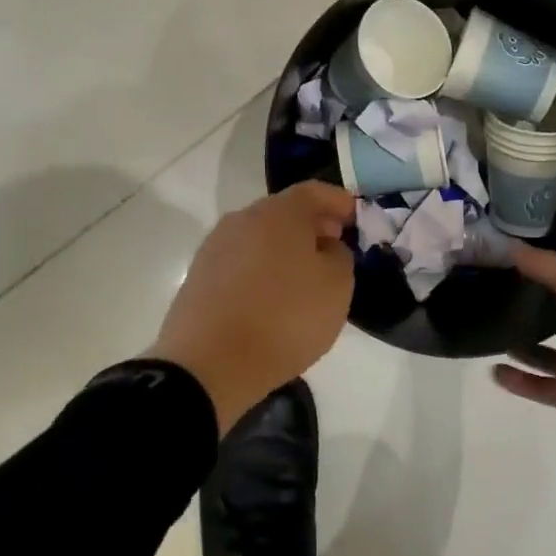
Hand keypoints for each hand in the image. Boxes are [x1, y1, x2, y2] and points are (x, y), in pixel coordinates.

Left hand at [148, 181, 355, 433]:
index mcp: (279, 212)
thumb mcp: (336, 287)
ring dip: (285, 248)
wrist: (208, 364)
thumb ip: (340, 257)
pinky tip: (272, 296)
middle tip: (334, 246)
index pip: (315, 191)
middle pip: (285, 211)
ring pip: (261, 236)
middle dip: (312, 225)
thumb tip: (326, 248)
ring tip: (304, 276)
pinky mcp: (200, 275)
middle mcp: (244, 218)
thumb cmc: (284, 318)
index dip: (339, 202)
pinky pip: (242, 261)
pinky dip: (262, 269)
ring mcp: (216, 246)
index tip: (356, 219)